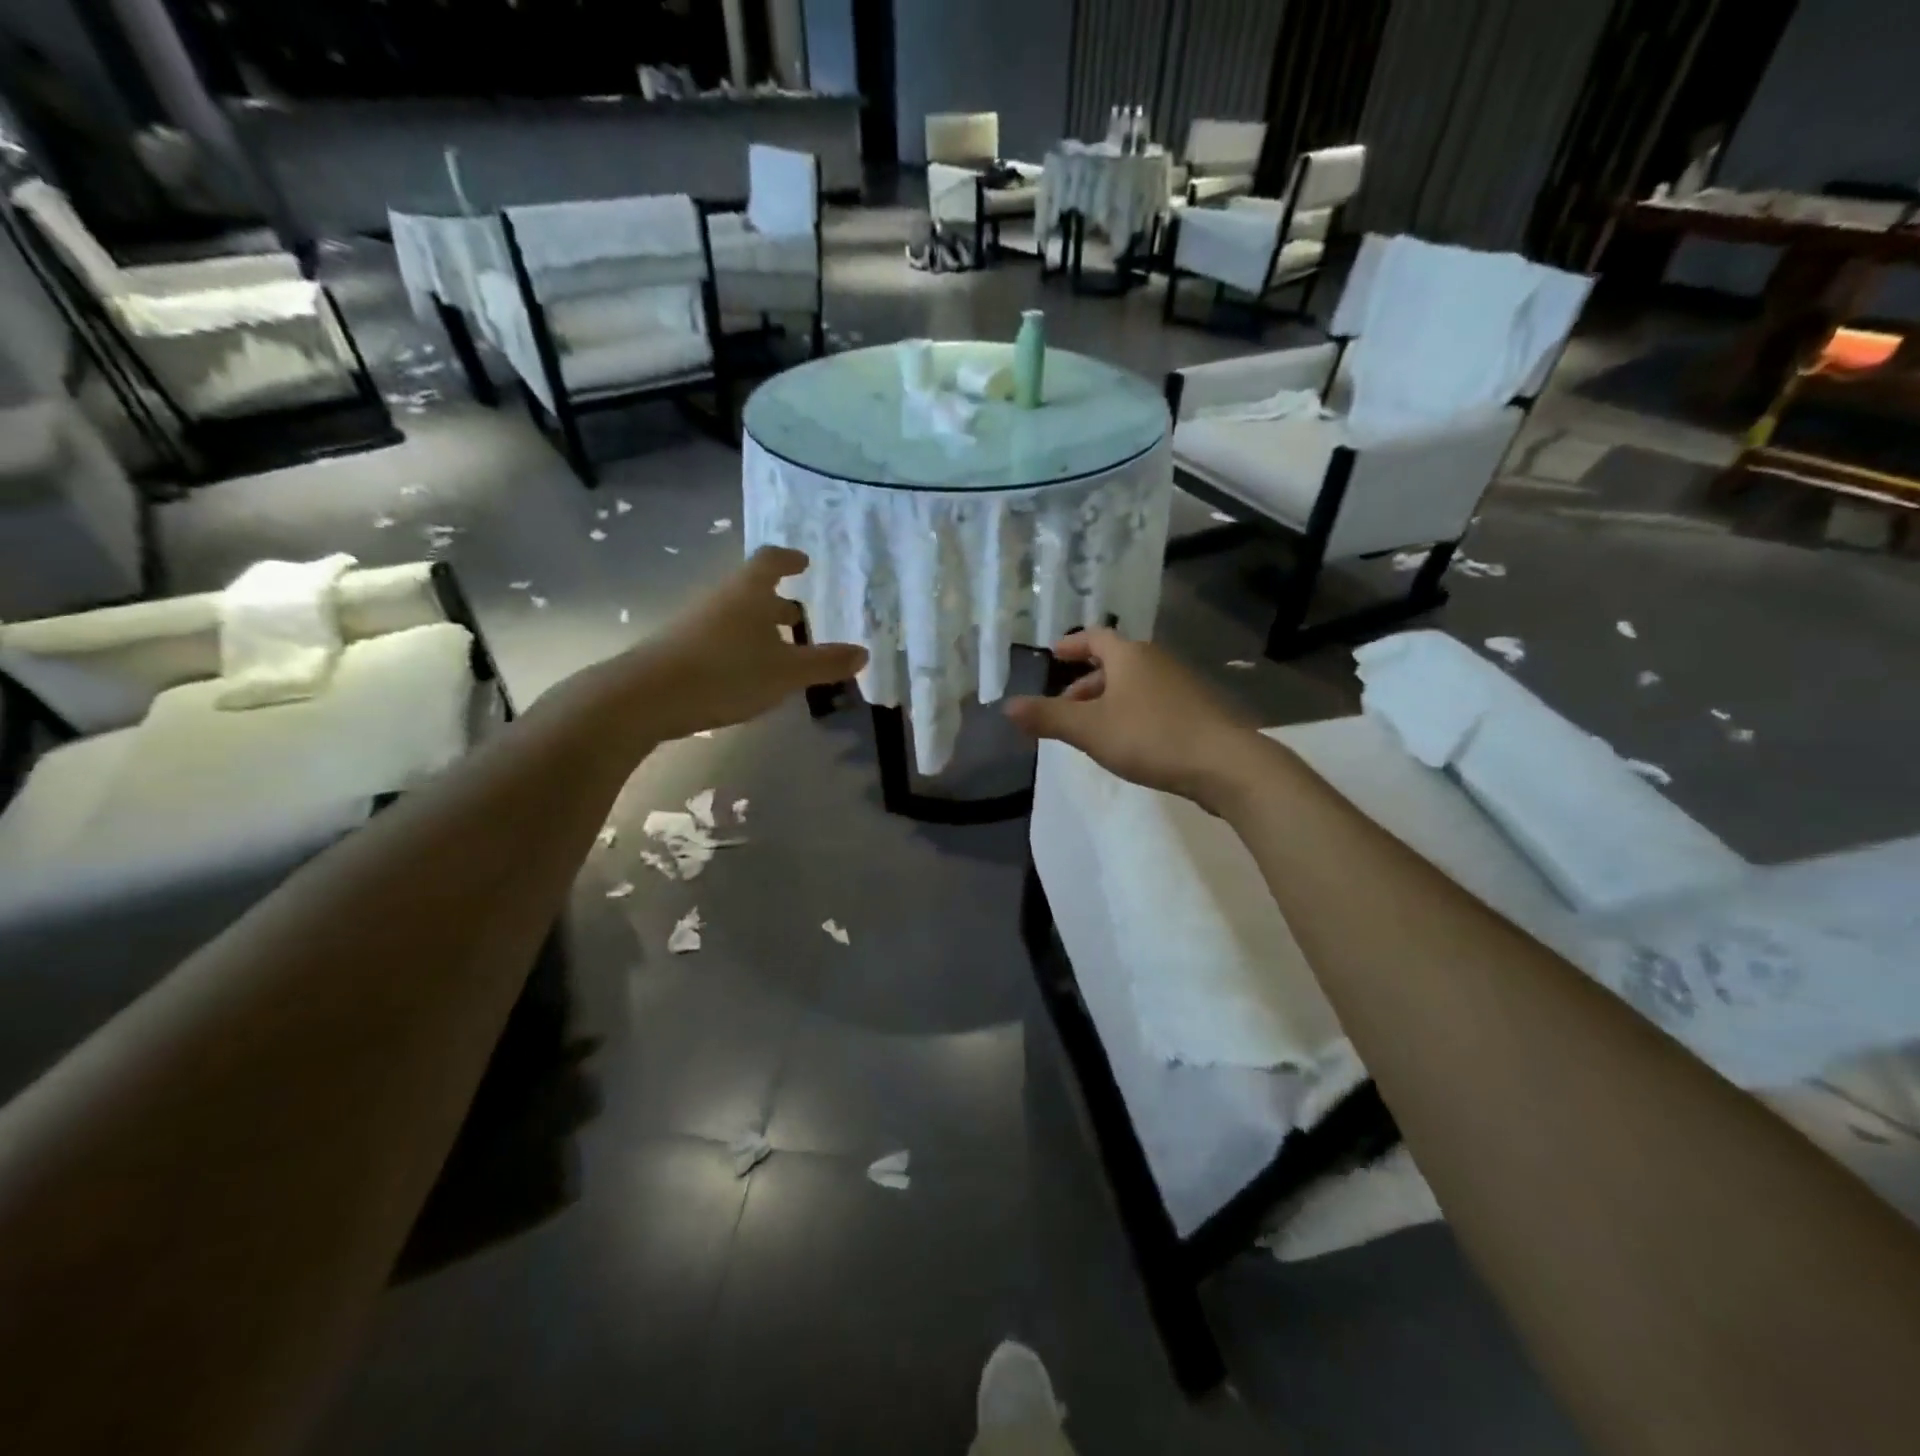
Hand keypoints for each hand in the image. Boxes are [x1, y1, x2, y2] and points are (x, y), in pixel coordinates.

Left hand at [602, 546, 866, 740]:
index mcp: (749, 592)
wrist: (647, 695)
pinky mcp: (681, 648)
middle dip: (778, 603)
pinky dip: (742, 647)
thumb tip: (863, 652)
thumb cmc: (727, 672)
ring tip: (781, 651)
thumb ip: (825, 662)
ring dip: (760, 628)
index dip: (789, 559)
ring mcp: (697, 623)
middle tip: (800, 617)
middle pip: (752, 591)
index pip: (770, 560)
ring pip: (736, 616)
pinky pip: (721, 638)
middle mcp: (722, 599)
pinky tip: (749, 674)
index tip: (804, 563)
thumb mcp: (786, 672)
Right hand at [1003, 629, 1263, 811]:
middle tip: (1063, 706)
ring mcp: (1181, 684)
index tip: (1052, 655)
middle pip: (1114, 662)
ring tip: (1090, 729)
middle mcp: (1157, 660)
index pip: (1094, 637)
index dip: (1070, 645)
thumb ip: (1047, 717)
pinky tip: (1127, 741)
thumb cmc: (1150, 736)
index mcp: (1130, 655)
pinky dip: (1131, 712)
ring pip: (1134, 684)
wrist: (1225, 764)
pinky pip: (1152, 702)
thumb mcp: (1089, 729)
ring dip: (1107, 700)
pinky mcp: (1197, 710)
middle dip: (1085, 682)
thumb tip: (1007, 707)